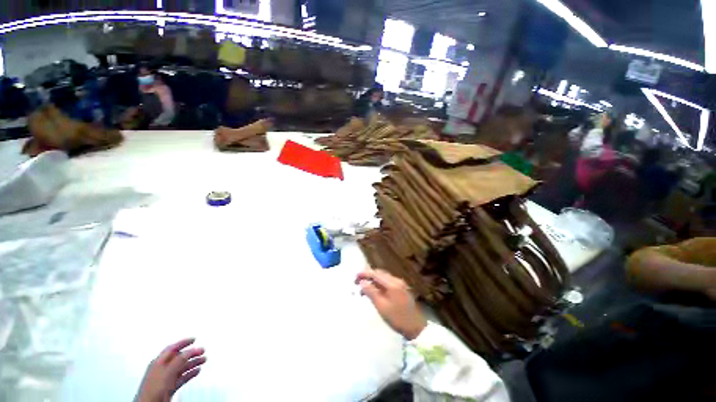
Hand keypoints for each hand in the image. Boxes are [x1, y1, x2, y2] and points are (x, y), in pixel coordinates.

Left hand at [135, 338, 206, 401]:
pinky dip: (190, 374)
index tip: (194, 339)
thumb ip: (179, 360)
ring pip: (182, 368)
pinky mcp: (169, 388)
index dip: (183, 342)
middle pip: (179, 358)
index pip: (172, 348)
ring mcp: (165, 379)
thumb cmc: (152, 389)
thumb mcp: (168, 371)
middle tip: (202, 350)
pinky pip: (182, 378)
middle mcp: (162, 369)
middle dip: (191, 353)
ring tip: (203, 360)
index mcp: (158, 362)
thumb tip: (190, 350)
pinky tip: (196, 371)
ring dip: (193, 363)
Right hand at [356, 268, 426, 339]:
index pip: (375, 274)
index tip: (355, 277)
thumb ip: (371, 292)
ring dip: (373, 280)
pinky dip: (379, 284)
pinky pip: (388, 282)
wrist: (417, 328)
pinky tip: (375, 290)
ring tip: (364, 287)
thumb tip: (362, 282)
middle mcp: (396, 280)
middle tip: (357, 282)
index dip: (364, 274)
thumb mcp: (381, 306)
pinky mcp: (402, 289)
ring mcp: (400, 284)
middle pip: (380, 273)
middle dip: (368, 276)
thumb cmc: (398, 318)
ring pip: (383, 277)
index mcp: (392, 283)